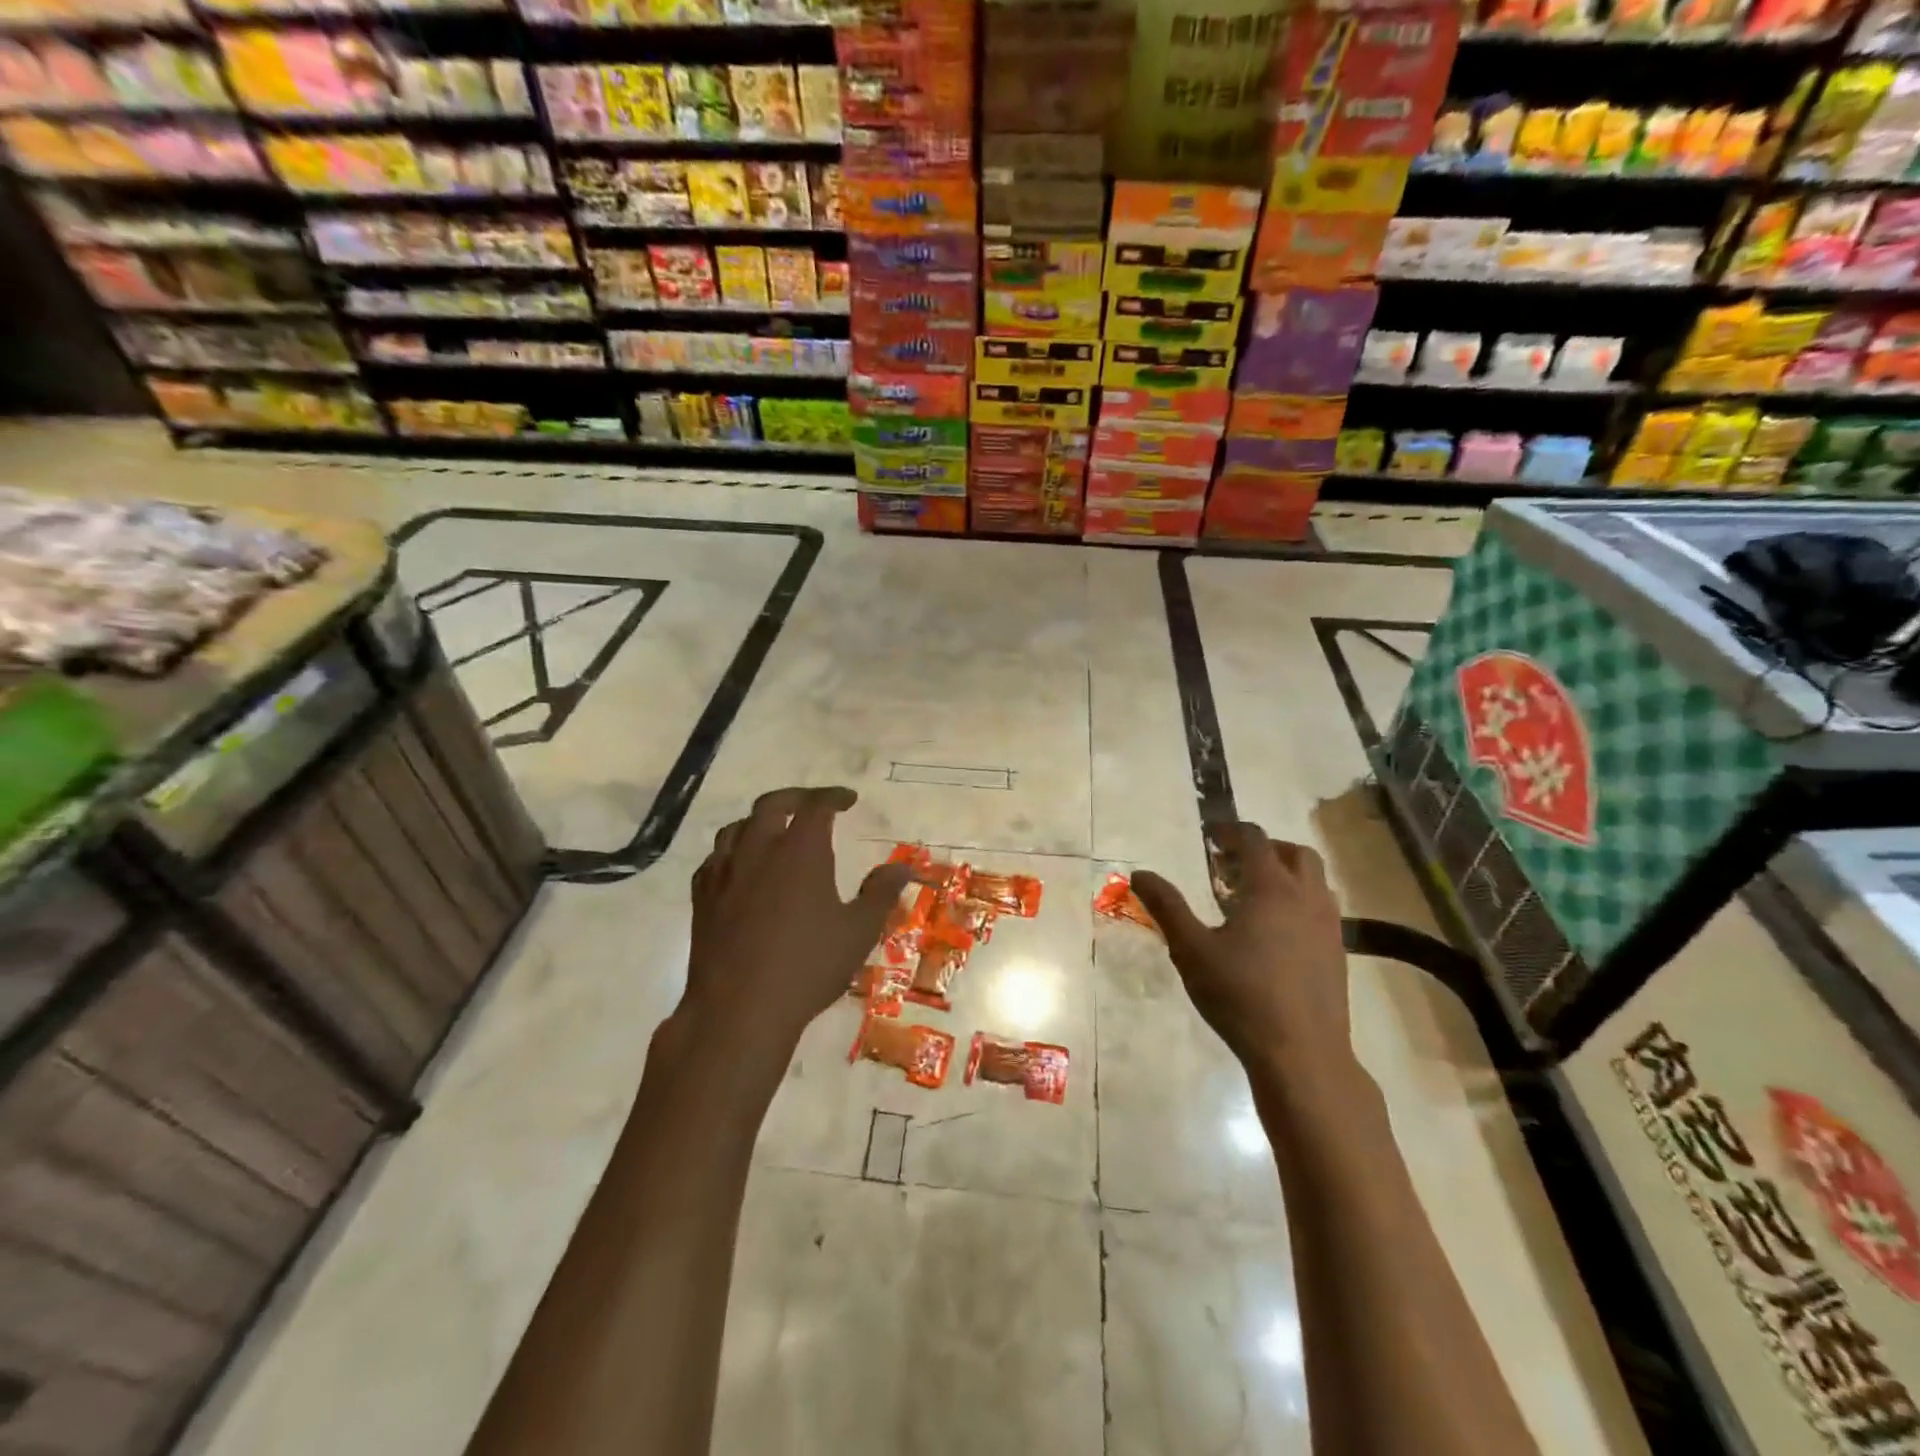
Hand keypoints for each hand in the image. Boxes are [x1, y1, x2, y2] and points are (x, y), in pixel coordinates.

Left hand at [678, 787, 910, 1070]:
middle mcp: (759, 850)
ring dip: (760, 821)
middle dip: (795, 798)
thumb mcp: (858, 932)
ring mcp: (724, 873)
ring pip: (737, 828)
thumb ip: (880, 893)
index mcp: (800, 851)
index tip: (848, 800)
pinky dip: (732, 851)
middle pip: (771, 805)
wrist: (738, 1010)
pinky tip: (740, 868)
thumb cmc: (807, 968)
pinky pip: (714, 858)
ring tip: (775, 831)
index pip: (816, 805)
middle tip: (813, 805)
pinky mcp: (702, 897)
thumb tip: (903, 867)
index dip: (833, 797)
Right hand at [1131, 823, 1350, 1072]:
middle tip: (1232, 863)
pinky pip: (1321, 908)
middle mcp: (1306, 897)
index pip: (1254, 840)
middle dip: (1264, 848)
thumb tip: (1139, 874)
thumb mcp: (1191, 950)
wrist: (1302, 1054)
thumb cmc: (1241, 996)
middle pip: (1294, 853)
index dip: (1230, 831)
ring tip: (1254, 894)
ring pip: (1314, 880)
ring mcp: (1328, 925)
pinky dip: (1299, 901)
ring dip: (1286, 873)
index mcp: (1271, 888)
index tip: (1209, 836)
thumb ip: (1166, 907)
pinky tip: (1276, 931)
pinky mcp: (1337, 952)